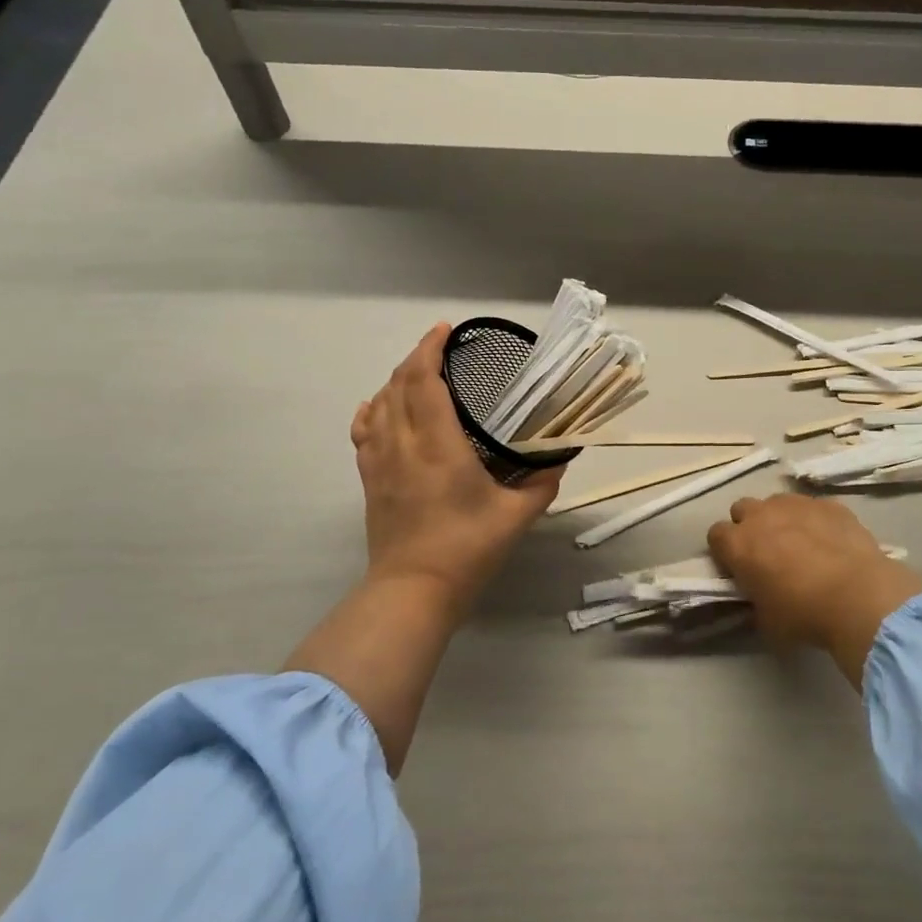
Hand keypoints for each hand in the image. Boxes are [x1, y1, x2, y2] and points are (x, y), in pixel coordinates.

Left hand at [351, 324, 563, 610]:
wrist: (413, 590)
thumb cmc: (467, 550)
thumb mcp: (516, 516)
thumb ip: (541, 484)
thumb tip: (557, 461)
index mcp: (439, 445)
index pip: (424, 380)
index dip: (430, 349)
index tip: (445, 331)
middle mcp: (403, 443)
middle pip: (398, 384)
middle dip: (416, 358)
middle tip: (441, 349)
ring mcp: (380, 461)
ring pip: (379, 403)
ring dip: (396, 380)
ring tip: (419, 374)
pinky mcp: (370, 480)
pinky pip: (364, 431)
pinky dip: (372, 409)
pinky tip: (380, 407)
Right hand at [707, 493, 921, 684]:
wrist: (859, 597)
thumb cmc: (804, 614)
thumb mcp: (766, 620)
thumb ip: (754, 600)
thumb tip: (759, 596)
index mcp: (738, 545)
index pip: (715, 535)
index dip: (725, 550)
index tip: (737, 566)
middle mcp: (761, 516)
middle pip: (742, 509)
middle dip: (750, 526)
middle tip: (766, 552)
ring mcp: (796, 505)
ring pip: (777, 502)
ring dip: (781, 519)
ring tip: (801, 543)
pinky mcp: (828, 504)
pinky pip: (812, 507)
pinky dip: (815, 520)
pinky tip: (830, 541)